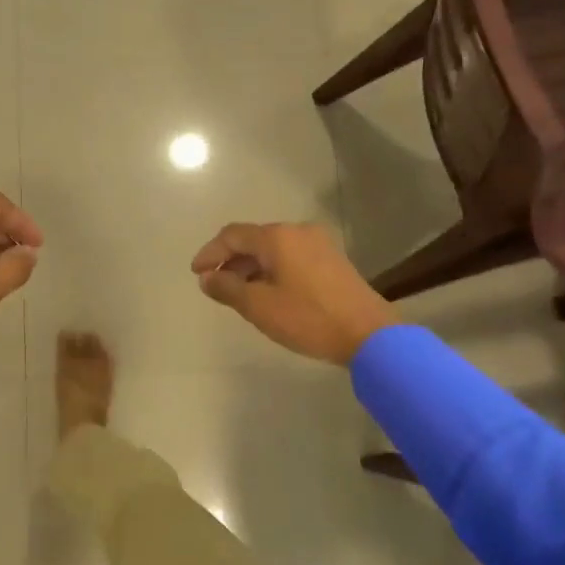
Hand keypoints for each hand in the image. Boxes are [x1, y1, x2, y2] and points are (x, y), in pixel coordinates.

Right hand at [191, 221, 397, 366]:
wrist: (369, 333)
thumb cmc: (308, 318)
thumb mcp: (259, 306)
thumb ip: (227, 288)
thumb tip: (208, 278)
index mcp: (277, 237)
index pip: (232, 235)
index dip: (210, 253)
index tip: (196, 274)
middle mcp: (298, 232)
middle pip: (253, 240)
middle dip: (230, 261)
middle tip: (215, 286)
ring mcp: (318, 244)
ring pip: (273, 249)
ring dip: (251, 267)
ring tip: (238, 293)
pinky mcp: (331, 260)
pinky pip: (291, 257)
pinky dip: (272, 270)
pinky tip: (268, 293)